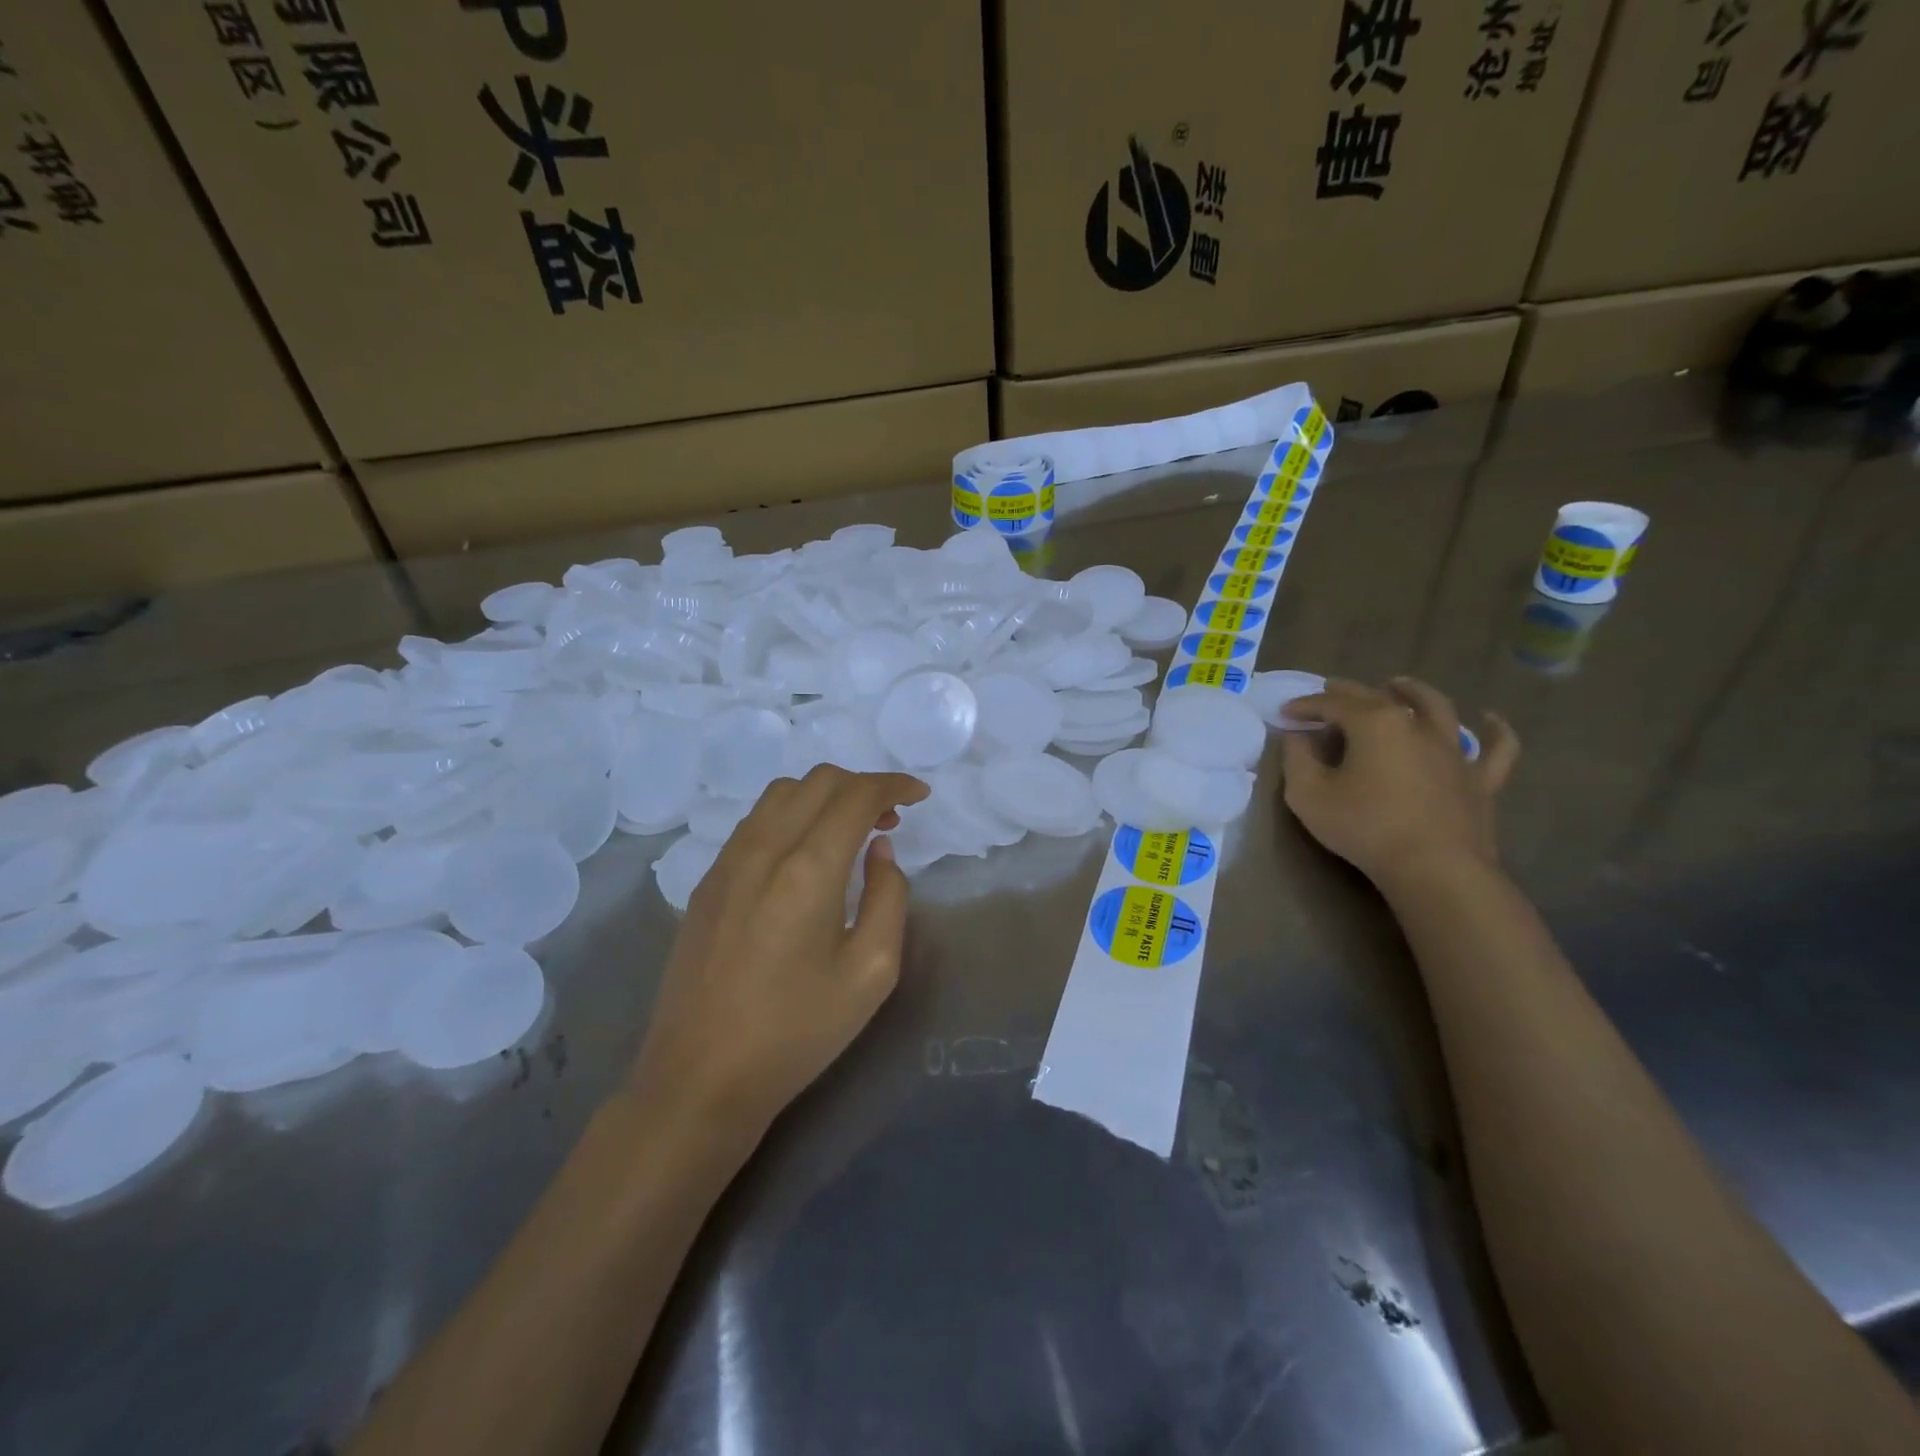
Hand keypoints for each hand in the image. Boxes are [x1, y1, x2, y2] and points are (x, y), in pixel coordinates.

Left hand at [631, 765, 929, 1134]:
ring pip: (782, 793)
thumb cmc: (796, 1031)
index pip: (855, 795)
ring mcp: (728, 862)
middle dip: (863, 785)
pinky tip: (806, 853)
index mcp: (807, 869)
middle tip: (891, 818)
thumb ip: (888, 897)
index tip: (920, 796)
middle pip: (818, 780)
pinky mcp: (708, 881)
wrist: (700, 1076)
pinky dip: (793, 814)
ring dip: (825, 795)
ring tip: (851, 831)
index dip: (893, 785)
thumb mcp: (870, 972)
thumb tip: (879, 851)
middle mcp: (763, 849)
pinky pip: (756, 821)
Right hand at [1279, 677, 1518, 887]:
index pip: (1332, 704)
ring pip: (1436, 708)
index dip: (1306, 705)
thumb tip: (1296, 737)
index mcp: (1374, 723)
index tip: (1286, 713)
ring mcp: (1453, 750)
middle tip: (1329, 690)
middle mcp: (1416, 725)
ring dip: (1414, 692)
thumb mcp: (1308, 795)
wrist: (1434, 867)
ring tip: (1398, 685)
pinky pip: (1496, 748)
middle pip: (1378, 697)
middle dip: (1348, 692)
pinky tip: (1490, 719)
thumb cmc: (1364, 827)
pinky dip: (1495, 730)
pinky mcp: (1479, 779)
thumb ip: (1297, 759)